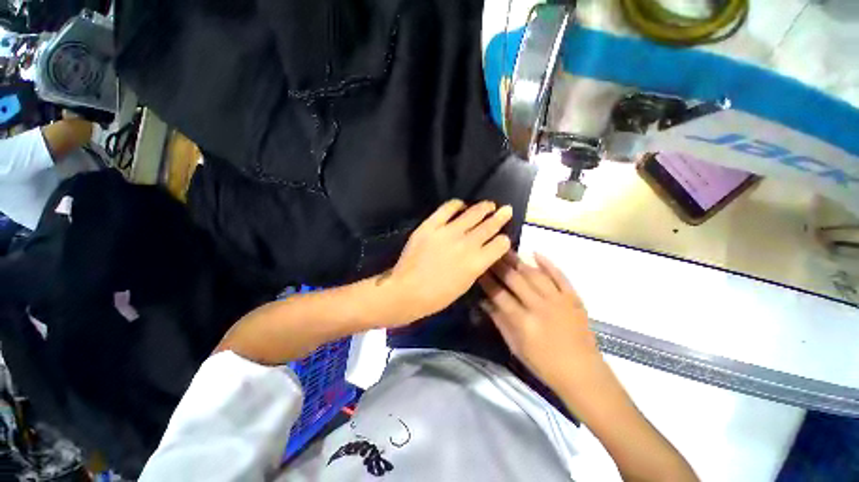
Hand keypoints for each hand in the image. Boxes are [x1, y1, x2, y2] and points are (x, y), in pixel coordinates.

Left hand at [382, 199, 512, 324]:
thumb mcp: (465, 284)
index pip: (500, 244)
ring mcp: (448, 232)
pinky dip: (457, 204)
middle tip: (507, 209)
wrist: (407, 291)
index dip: (504, 240)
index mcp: (477, 262)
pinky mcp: (431, 225)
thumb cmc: (437, 296)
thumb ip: (477, 265)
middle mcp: (467, 244)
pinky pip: (447, 208)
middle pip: (490, 226)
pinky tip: (461, 205)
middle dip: (501, 217)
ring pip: (473, 214)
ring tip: (490, 204)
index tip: (503, 237)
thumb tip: (484, 251)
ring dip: (484, 207)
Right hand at [478, 252, 599, 387]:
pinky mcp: (573, 298)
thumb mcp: (516, 347)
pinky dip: (548, 263)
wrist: (583, 374)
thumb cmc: (544, 365)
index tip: (478, 269)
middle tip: (489, 253)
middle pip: (515, 280)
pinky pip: (560, 276)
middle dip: (499, 265)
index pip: (499, 295)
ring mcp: (558, 301)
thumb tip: (484, 302)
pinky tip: (536, 253)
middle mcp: (539, 307)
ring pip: (535, 274)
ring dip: (519, 261)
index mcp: (523, 322)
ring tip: (506, 250)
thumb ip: (499, 321)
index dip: (487, 281)